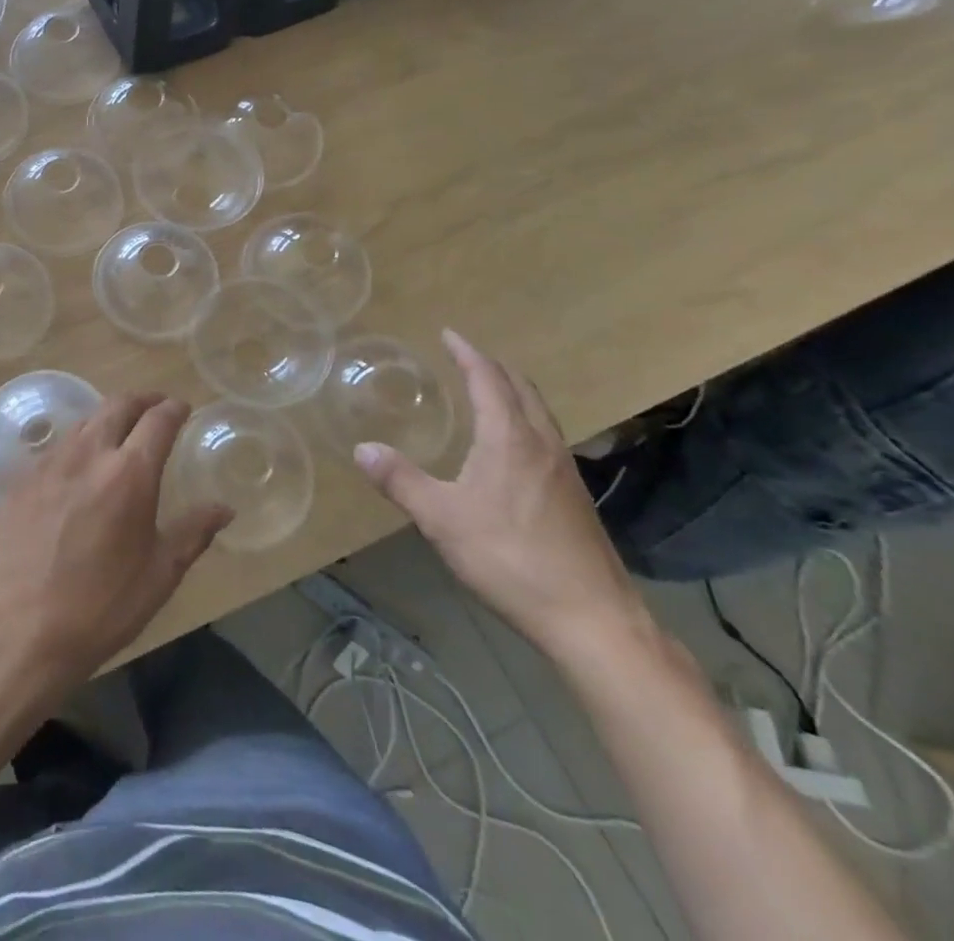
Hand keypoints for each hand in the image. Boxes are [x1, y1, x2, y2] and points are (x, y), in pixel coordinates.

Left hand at [0, 392, 231, 686]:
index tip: (181, 408)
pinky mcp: (20, 480)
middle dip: (141, 400)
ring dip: (106, 418)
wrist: (23, 628)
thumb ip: (194, 532)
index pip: (158, 420)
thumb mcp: (160, 573)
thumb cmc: (103, 605)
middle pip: (117, 405)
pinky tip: (77, 469)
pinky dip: (75, 447)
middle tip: (154, 406)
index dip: (173, 409)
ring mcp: (49, 463)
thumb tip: (224, 508)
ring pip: (83, 422)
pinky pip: (54, 449)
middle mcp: (88, 454)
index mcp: (129, 473)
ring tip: (117, 433)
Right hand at [352, 330, 644, 661]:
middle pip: (521, 389)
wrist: (592, 619)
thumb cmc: (510, 558)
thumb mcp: (441, 518)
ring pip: (539, 413)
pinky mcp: (575, 497)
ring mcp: (565, 471)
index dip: (467, 353)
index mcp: (510, 439)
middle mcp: (542, 444)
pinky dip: (523, 420)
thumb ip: (400, 480)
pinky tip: (510, 447)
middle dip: (492, 367)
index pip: (488, 379)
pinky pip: (545, 437)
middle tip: (464, 358)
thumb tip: (361, 448)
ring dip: (512, 392)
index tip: (449, 334)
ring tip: (486, 392)